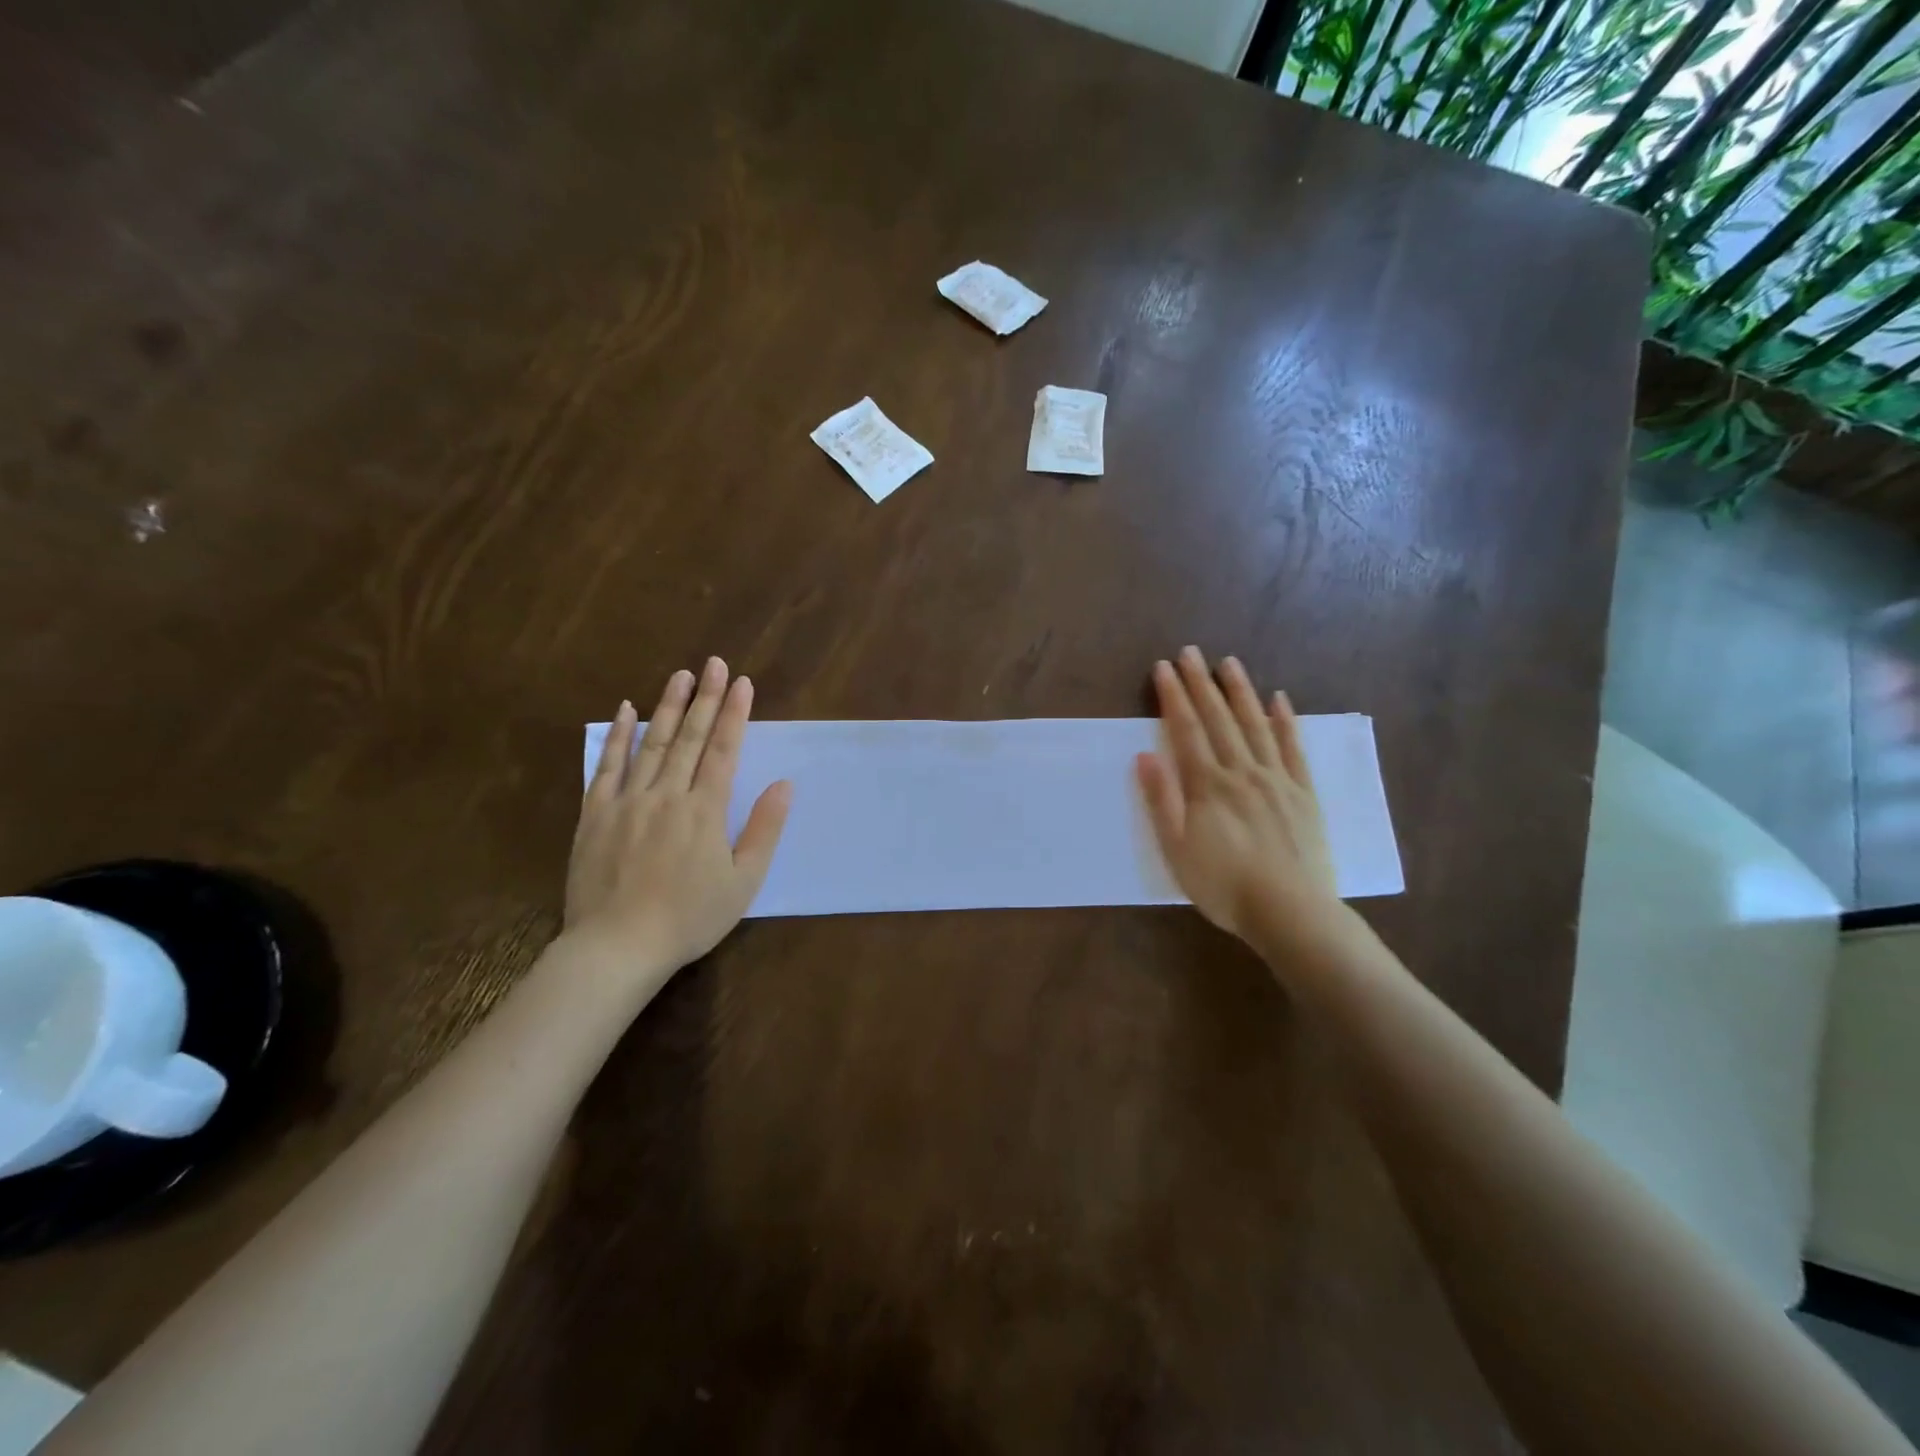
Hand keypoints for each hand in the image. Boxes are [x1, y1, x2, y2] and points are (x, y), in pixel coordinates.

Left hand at [565, 658, 791, 978]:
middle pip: (689, 738)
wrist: (617, 947)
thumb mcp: (743, 881)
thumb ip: (764, 829)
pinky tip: (625, 710)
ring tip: (681, 675)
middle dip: (706, 698)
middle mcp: (667, 795)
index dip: (735, 714)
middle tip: (715, 663)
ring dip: (667, 707)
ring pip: (651, 744)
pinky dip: (617, 737)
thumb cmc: (689, 918)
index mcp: (705, 811)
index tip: (743, 682)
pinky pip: (606, 767)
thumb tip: (785, 784)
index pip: (723, 751)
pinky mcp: (595, 815)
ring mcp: (627, 802)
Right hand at [1136, 647, 1343, 953]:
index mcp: (1208, 785)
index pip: (1186, 730)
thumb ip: (1161, 800)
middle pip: (1218, 719)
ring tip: (1229, 663)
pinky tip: (1278, 700)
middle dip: (1201, 683)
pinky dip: (1285, 722)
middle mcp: (1242, 771)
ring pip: (1255, 725)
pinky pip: (1292, 749)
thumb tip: (1145, 755)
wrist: (1290, 912)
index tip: (1163, 668)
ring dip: (1240, 692)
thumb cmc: (1223, 886)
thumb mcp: (1176, 850)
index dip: (1172, 697)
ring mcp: (1276, 779)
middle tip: (1190, 652)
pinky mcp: (1302, 793)